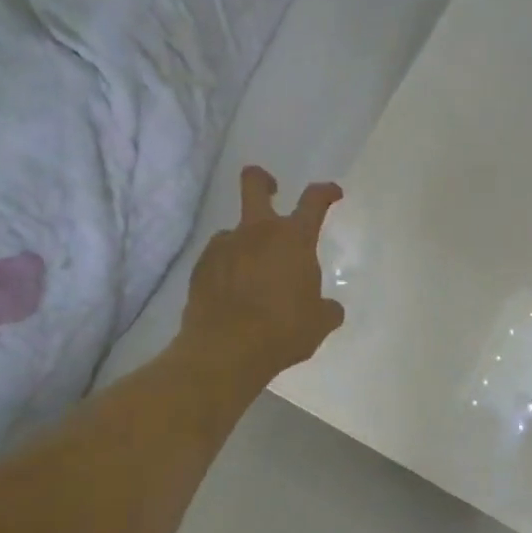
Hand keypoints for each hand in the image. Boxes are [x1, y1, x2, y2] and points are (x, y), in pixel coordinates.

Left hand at [178, 167, 344, 384]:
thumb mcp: (319, 323)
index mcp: (293, 239)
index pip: (313, 200)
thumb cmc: (282, 331)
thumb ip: (327, 309)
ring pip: (235, 230)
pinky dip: (227, 269)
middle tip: (272, 190)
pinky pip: (218, 258)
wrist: (225, 351)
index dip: (325, 192)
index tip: (332, 194)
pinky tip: (232, 294)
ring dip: (246, 244)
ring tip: (253, 278)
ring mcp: (223, 246)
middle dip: (264, 181)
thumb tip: (330, 307)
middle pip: (254, 183)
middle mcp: (257, 233)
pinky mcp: (200, 267)